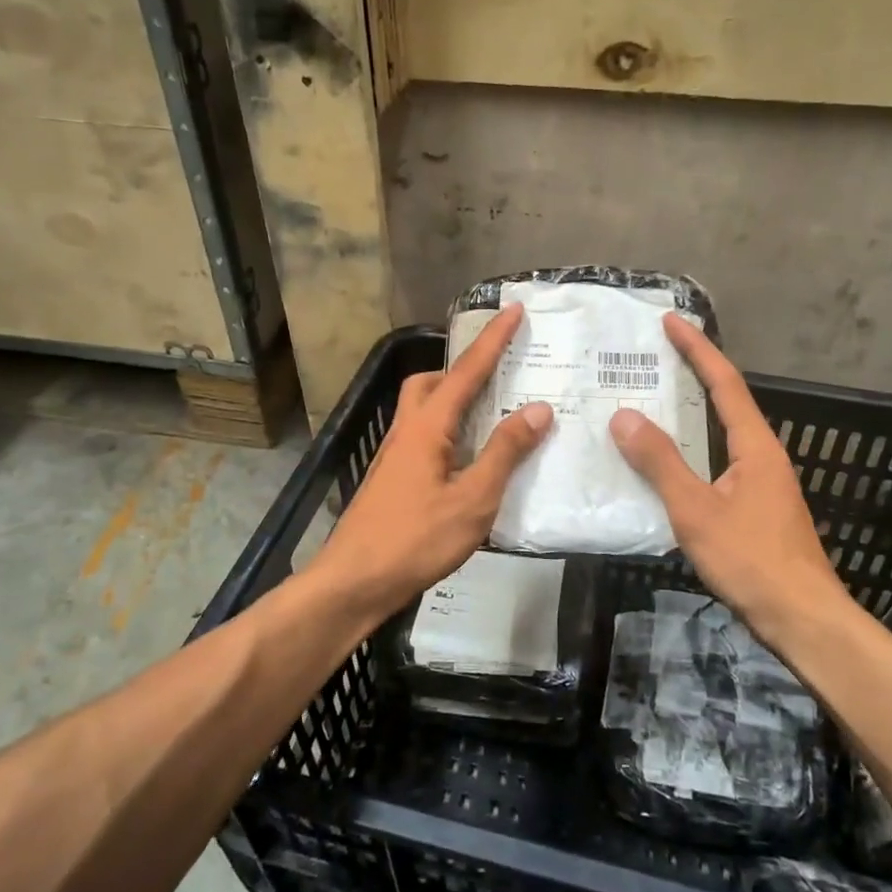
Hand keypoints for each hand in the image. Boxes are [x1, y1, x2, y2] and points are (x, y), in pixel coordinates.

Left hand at [308, 304, 553, 619]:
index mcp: (427, 427)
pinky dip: (449, 432)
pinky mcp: (393, 479)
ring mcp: (395, 456)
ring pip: (423, 410)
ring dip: (455, 401)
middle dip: (463, 369)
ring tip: (491, 417)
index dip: (492, 340)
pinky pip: (424, 437)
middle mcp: (407, 431)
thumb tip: (537, 409)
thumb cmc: (415, 539)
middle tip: (497, 376)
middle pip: (430, 382)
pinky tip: (470, 461)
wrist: (354, 582)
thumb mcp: (473, 499)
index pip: (466, 372)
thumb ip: (504, 452)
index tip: (513, 310)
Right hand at [610, 314, 847, 625]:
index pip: (724, 383)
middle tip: (651, 359)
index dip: (697, 349)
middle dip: (692, 375)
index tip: (671, 322)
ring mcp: (761, 483)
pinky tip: (665, 467)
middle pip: (725, 402)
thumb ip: (661, 463)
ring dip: (689, 415)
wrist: (803, 620)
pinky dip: (690, 450)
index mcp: (755, 446)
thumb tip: (624, 416)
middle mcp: (763, 456)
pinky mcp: (755, 508)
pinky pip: (717, 462)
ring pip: (720, 435)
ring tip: (649, 405)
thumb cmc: (753, 561)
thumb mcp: (697, 510)